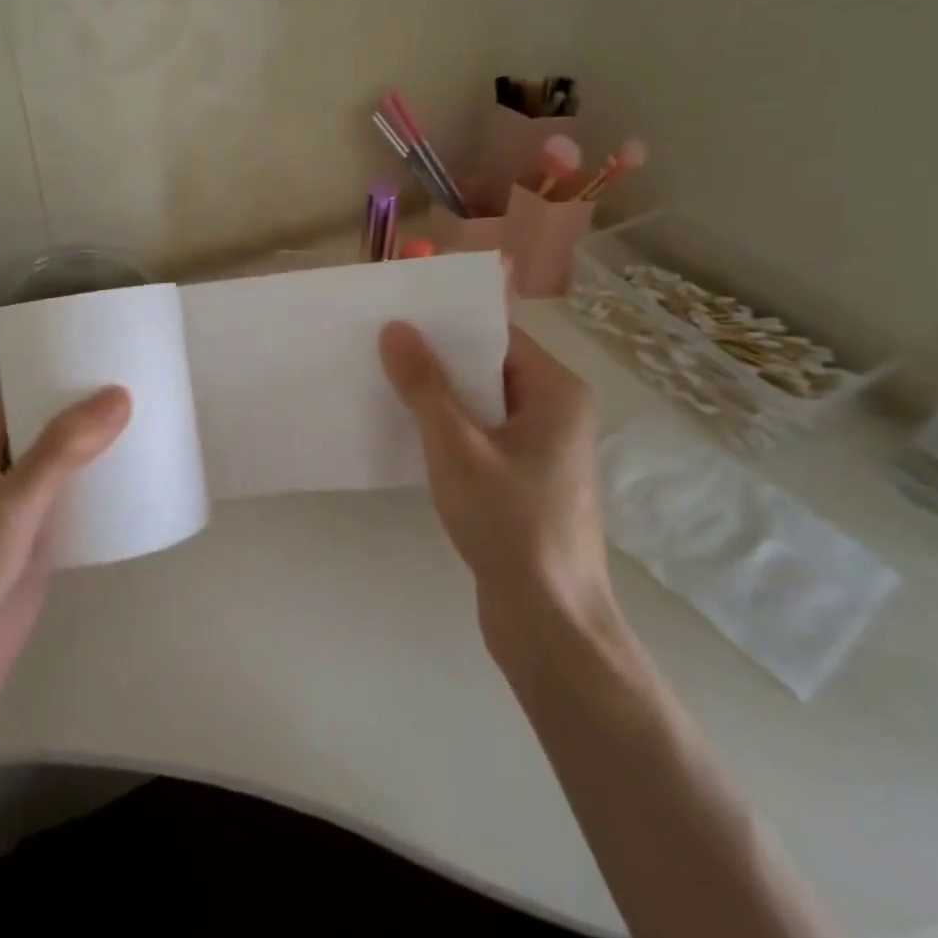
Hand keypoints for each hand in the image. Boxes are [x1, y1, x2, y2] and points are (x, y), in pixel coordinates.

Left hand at [0, 387, 130, 730]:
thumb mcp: (16, 500)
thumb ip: (64, 448)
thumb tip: (120, 394)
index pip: (31, 390)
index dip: (70, 372)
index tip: (119, 357)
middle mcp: (1, 464)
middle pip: (54, 425)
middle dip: (96, 411)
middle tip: (153, 390)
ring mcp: (21, 504)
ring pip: (69, 463)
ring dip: (103, 450)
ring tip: (157, 427)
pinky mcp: (39, 540)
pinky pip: (77, 501)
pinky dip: (104, 490)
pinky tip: (142, 483)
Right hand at [379, 322, 612, 639]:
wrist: (549, 623)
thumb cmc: (510, 524)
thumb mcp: (456, 448)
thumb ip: (424, 386)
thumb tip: (396, 329)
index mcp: (557, 392)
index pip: (498, 336)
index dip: (448, 324)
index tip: (398, 314)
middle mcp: (556, 413)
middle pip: (488, 369)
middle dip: (436, 360)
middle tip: (379, 345)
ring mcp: (542, 451)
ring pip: (482, 407)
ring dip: (439, 398)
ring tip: (383, 381)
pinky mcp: (525, 483)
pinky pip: (482, 439)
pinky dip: (449, 432)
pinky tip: (406, 432)